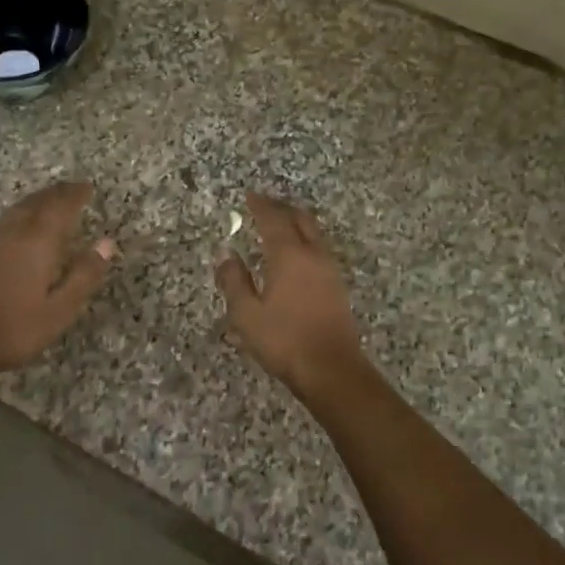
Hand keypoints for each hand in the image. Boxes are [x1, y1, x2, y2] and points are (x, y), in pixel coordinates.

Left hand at [0, 181, 114, 379]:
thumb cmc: (15, 329)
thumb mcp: (60, 309)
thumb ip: (84, 275)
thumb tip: (106, 243)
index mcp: (37, 243)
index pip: (60, 208)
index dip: (76, 195)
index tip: (89, 187)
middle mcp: (14, 234)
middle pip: (37, 203)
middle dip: (57, 193)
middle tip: (74, 188)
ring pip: (19, 209)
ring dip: (38, 199)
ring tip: (51, 198)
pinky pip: (7, 221)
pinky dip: (22, 213)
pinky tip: (23, 224)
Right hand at [215, 192, 366, 395]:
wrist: (331, 368)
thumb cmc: (283, 340)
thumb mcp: (246, 314)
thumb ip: (234, 281)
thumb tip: (226, 255)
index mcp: (289, 256)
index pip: (273, 220)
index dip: (260, 206)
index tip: (249, 196)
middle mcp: (313, 255)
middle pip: (300, 220)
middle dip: (281, 208)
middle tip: (264, 205)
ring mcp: (330, 271)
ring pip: (314, 234)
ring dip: (296, 224)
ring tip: (279, 226)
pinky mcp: (337, 287)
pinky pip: (319, 251)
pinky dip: (305, 242)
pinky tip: (295, 257)